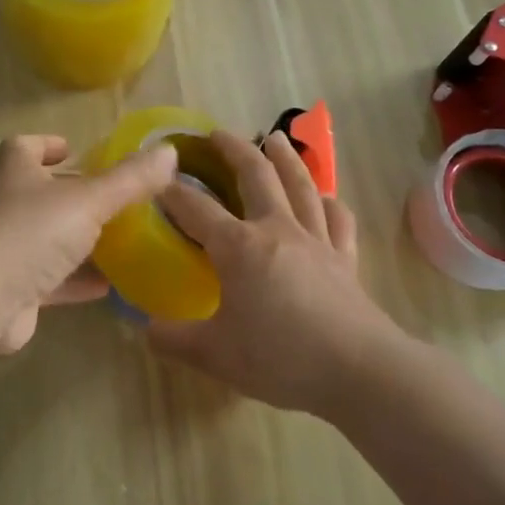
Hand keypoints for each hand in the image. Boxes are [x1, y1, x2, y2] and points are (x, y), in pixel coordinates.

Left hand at [0, 134, 177, 353]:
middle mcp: (4, 206)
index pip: (23, 147)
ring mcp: (3, 249)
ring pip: (43, 238)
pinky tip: (107, 287)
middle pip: (37, 192)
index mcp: (14, 173)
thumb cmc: (30, 234)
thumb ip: (129, 179)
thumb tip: (168, 151)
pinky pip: (48, 279)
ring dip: (75, 239)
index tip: (72, 149)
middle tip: (109, 198)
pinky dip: (75, 280)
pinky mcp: (10, 289)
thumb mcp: (88, 200)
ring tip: (116, 241)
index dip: (46, 144)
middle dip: (70, 194)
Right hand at [149, 130, 399, 416]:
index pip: (197, 209)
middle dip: (234, 150)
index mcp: (239, 247)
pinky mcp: (345, 259)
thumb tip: (146, 330)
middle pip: (256, 176)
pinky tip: (327, 197)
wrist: (359, 370)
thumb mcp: (215, 355)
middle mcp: (277, 230)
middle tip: (218, 134)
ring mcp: (316, 240)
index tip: (158, 179)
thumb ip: (175, 340)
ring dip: (285, 159)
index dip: (174, 192)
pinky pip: (338, 220)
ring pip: (300, 186)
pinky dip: (330, 203)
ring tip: (276, 138)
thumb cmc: (281, 358)